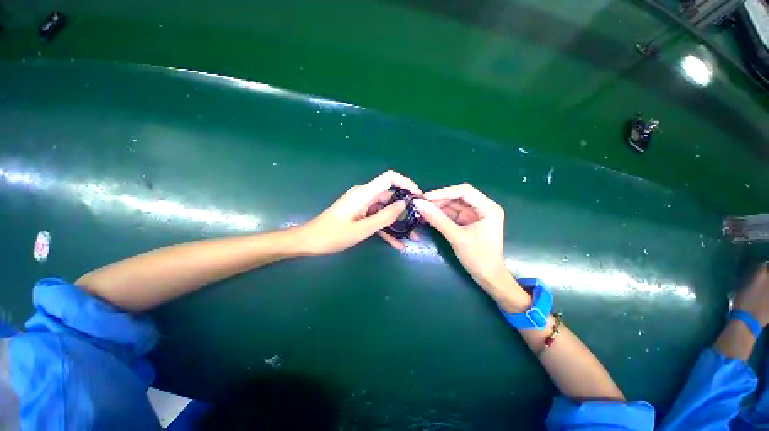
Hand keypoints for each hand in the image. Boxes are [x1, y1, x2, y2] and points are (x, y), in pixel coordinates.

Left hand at [300, 170, 421, 254]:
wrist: (310, 242)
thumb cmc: (334, 235)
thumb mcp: (363, 228)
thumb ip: (385, 216)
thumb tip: (404, 204)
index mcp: (364, 193)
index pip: (390, 178)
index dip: (406, 183)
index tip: (418, 197)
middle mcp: (365, 196)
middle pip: (390, 196)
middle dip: (405, 208)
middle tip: (419, 222)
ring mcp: (362, 205)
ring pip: (385, 210)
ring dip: (398, 222)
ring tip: (413, 236)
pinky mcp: (360, 214)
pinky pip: (376, 219)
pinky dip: (386, 229)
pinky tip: (397, 244)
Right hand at [413, 183, 515, 292]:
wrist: (488, 277)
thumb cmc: (478, 257)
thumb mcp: (456, 237)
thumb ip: (437, 220)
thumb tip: (419, 205)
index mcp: (488, 208)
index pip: (464, 191)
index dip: (443, 192)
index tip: (425, 197)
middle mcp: (483, 207)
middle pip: (458, 196)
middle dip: (439, 200)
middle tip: (421, 204)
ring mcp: (475, 215)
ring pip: (453, 205)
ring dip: (438, 207)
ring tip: (422, 210)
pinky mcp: (468, 222)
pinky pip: (452, 214)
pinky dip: (441, 214)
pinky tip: (429, 215)